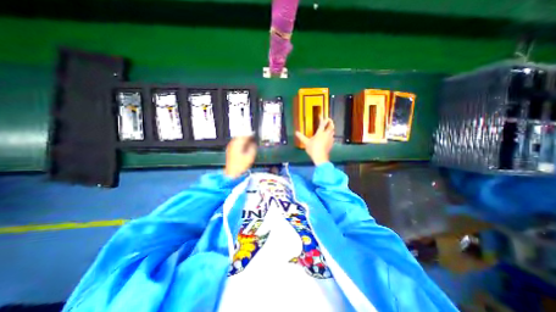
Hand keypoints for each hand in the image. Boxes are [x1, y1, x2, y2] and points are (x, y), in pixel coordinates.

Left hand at [223, 137, 255, 177]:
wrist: (232, 172)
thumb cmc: (240, 166)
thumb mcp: (250, 156)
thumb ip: (253, 148)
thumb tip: (253, 143)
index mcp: (238, 144)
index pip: (245, 135)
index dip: (251, 135)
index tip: (254, 135)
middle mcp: (233, 144)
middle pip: (240, 136)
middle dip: (247, 136)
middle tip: (252, 137)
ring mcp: (230, 147)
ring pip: (238, 139)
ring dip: (243, 139)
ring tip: (249, 141)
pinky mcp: (230, 150)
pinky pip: (236, 143)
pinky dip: (240, 143)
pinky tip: (244, 146)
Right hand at [295, 117, 334, 165]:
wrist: (320, 157)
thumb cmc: (313, 148)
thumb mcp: (306, 142)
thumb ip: (301, 137)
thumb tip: (296, 132)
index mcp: (320, 132)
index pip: (322, 123)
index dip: (321, 118)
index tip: (320, 115)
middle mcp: (326, 134)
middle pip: (331, 125)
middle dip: (330, 122)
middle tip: (328, 120)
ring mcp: (330, 139)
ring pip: (333, 131)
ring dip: (331, 128)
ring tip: (329, 128)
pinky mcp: (332, 143)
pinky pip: (332, 137)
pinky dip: (331, 135)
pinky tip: (329, 137)